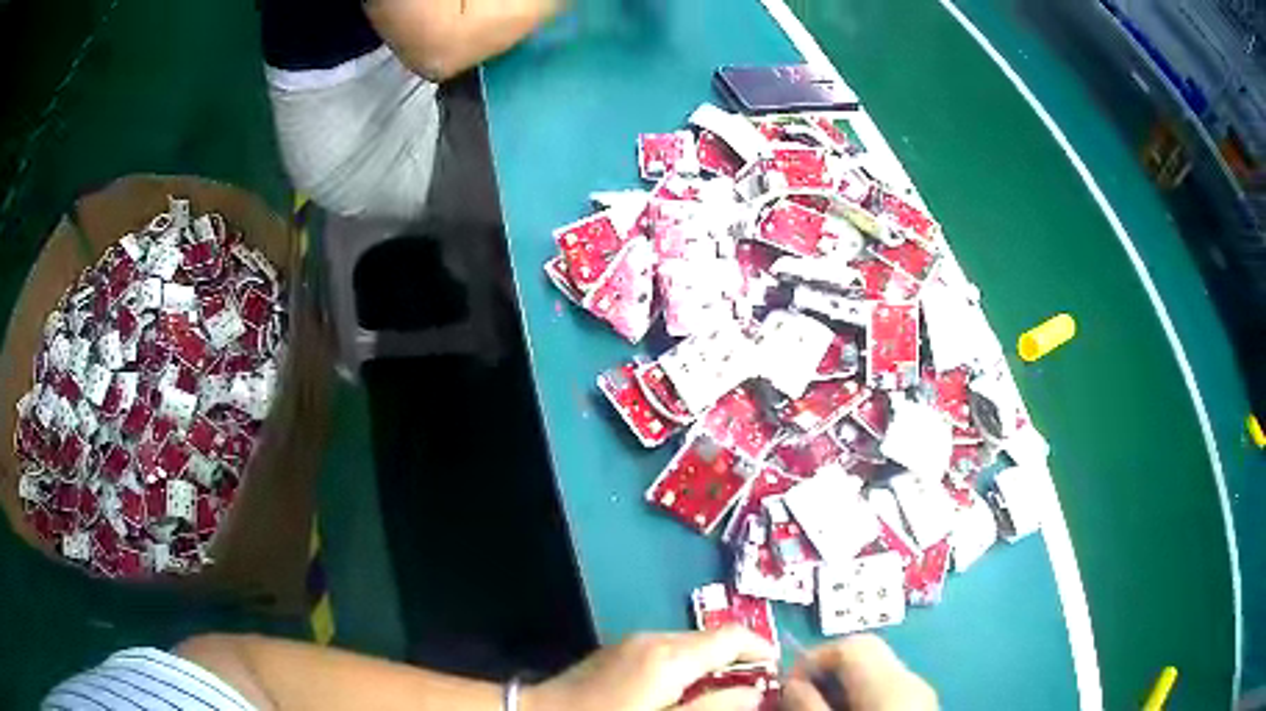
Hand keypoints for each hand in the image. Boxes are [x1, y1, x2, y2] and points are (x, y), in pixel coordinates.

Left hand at [523, 627, 776, 710]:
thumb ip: (715, 708)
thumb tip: (756, 691)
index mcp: (671, 656)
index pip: (731, 636)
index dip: (760, 648)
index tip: (777, 669)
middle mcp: (656, 638)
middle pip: (712, 637)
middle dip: (738, 657)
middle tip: (755, 686)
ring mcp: (634, 641)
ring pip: (690, 643)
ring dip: (713, 661)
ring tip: (723, 690)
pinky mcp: (619, 649)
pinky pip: (667, 649)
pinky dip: (688, 663)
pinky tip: (684, 688)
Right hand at [781, 635, 936, 710]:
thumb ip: (809, 704)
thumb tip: (790, 683)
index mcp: (891, 680)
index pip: (852, 644)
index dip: (814, 656)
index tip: (789, 682)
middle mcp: (912, 677)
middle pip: (866, 653)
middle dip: (828, 668)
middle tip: (801, 693)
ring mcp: (922, 691)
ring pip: (877, 671)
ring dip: (844, 683)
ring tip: (820, 704)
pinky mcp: (925, 704)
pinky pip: (889, 688)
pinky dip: (864, 695)